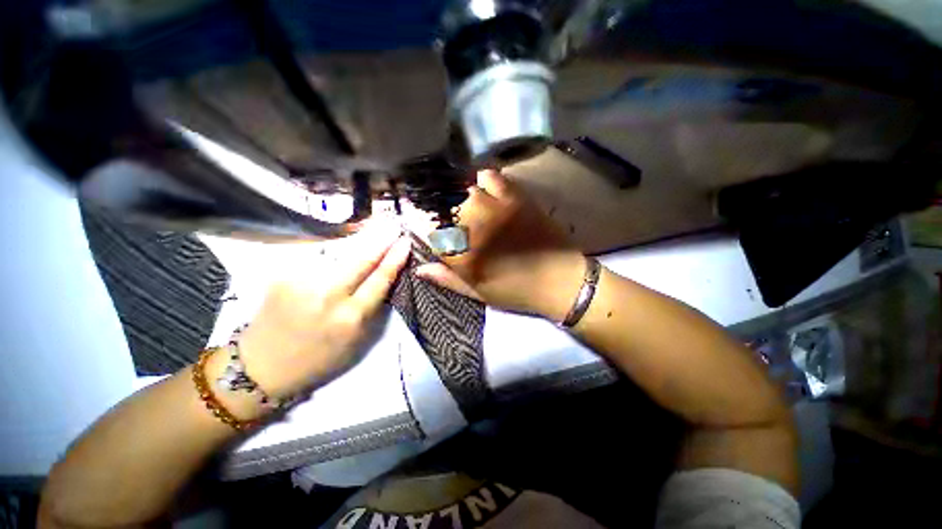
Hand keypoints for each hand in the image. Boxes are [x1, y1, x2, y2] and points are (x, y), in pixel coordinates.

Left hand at [234, 225, 411, 400]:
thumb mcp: (357, 341)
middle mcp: (328, 296)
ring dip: (359, 240)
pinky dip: (334, 249)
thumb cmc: (319, 358)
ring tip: (374, 228)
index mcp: (351, 318)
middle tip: (394, 223)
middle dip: (381, 239)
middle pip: (361, 259)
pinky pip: (318, 257)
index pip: (380, 279)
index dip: (395, 258)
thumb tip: (385, 275)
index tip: (406, 241)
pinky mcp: (283, 275)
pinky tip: (342, 243)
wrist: (262, 366)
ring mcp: (302, 282)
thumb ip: (373, 308)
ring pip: (339, 254)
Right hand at [416, 170, 585, 320]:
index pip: (424, 226)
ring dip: (455, 193)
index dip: (415, 220)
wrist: (560, 281)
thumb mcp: (477, 293)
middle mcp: (473, 224)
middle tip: (439, 212)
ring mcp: (494, 206)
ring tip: (459, 201)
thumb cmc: (515, 291)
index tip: (416, 220)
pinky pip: (490, 176)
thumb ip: (446, 278)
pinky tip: (482, 191)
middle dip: (433, 205)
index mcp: (461, 253)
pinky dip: (481, 180)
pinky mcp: (515, 196)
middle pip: (440, 202)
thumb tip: (419, 268)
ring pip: (461, 187)